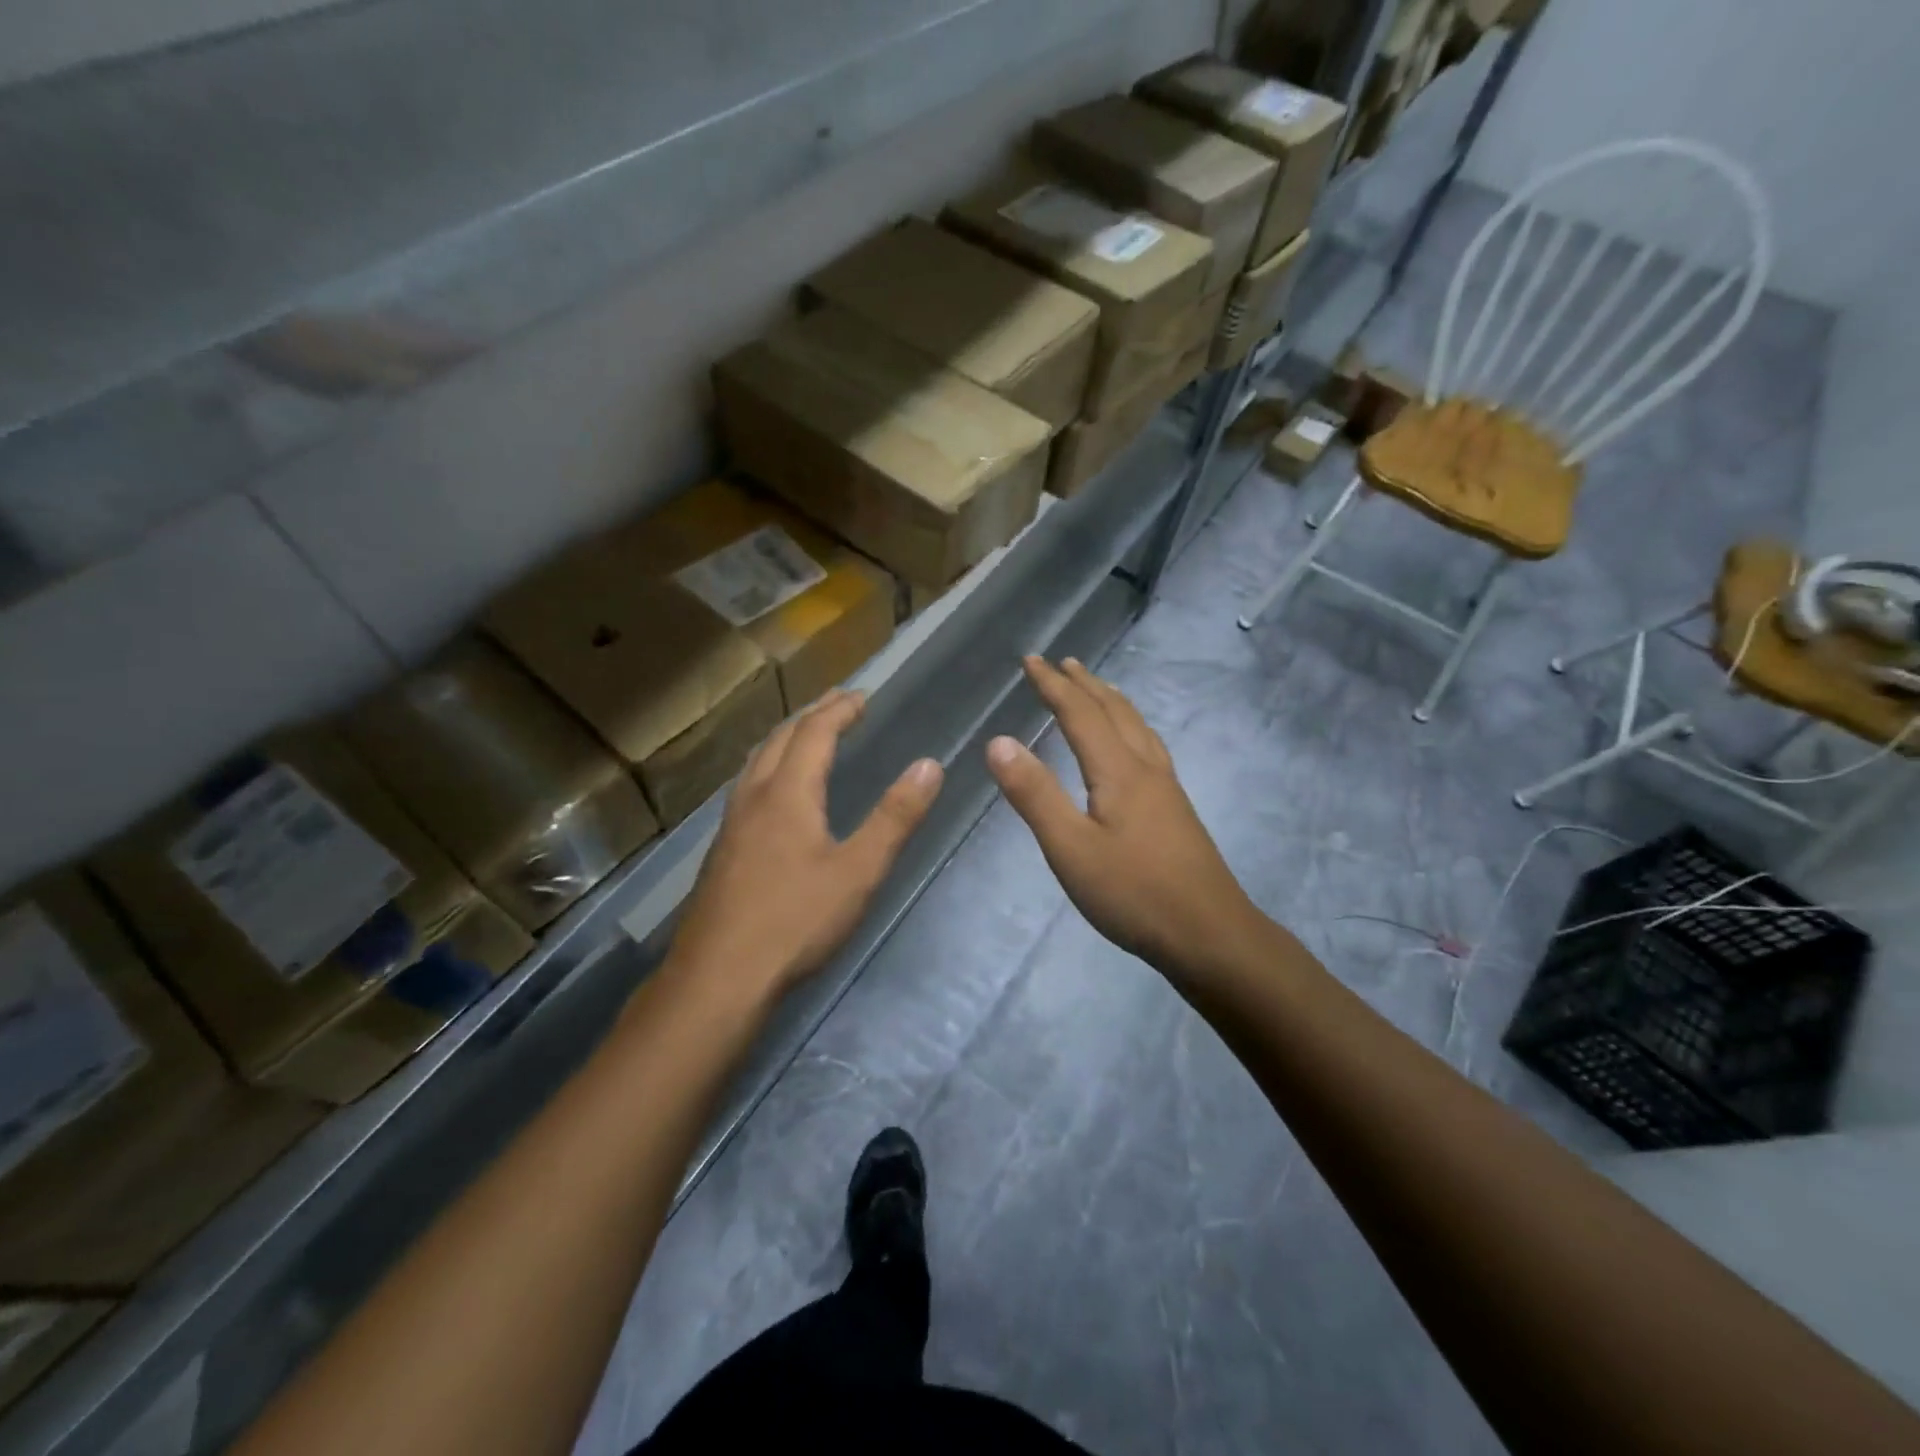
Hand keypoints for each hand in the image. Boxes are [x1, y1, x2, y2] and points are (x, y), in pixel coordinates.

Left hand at [670, 690, 943, 996]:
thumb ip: (895, 817)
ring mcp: (731, 824)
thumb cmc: (795, 921)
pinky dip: (770, 767)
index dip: (840, 710)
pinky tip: (773, 793)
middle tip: (838, 702)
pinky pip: (747, 786)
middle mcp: (754, 798)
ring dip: (786, 738)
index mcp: (788, 793)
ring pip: (758, 762)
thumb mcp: (859, 871)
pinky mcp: (722, 851)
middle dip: (812, 715)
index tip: (863, 696)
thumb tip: (930, 765)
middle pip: (781, 739)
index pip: (815, 733)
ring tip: (806, 734)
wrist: (719, 977)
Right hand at [987, 657, 1265, 981]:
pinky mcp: (1176, 809)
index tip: (1030, 660)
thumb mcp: (1070, 848)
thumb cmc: (1133, 893)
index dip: (1053, 685)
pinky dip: (1131, 725)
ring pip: (1138, 726)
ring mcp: (1166, 788)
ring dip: (1112, 700)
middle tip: (1062, 662)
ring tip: (1098, 688)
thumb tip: (998, 742)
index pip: (1080, 713)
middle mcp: (1146, 767)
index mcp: (1118, 770)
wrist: (1209, 934)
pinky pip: (1149, 745)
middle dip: (1084, 684)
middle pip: (1114, 711)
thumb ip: (1035, 794)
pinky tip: (1134, 745)